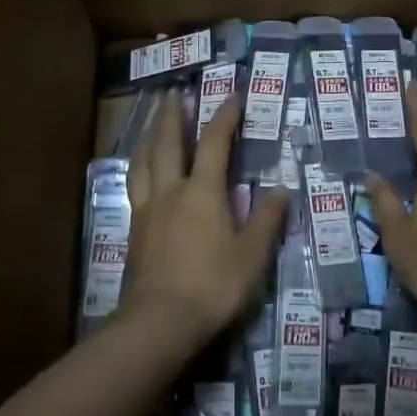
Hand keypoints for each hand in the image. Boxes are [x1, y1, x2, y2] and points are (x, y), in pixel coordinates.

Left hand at [122, 89, 286, 345]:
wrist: (158, 323)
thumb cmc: (212, 286)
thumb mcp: (251, 255)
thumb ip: (266, 220)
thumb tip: (283, 190)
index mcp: (202, 192)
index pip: (215, 143)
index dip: (225, 117)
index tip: (233, 95)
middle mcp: (170, 192)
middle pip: (168, 143)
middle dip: (172, 115)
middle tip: (172, 92)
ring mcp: (147, 211)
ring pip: (144, 162)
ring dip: (149, 137)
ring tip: (151, 123)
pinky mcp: (133, 232)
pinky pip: (134, 185)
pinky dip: (138, 166)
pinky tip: (140, 172)